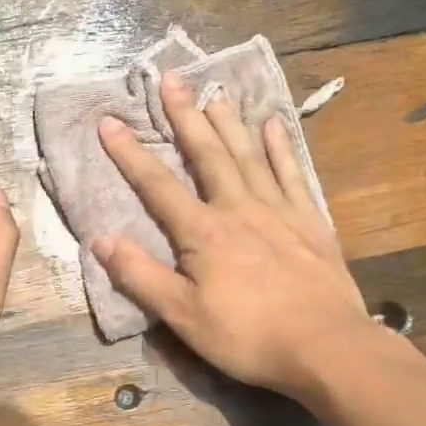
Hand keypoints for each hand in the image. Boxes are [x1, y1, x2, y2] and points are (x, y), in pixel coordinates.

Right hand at [93, 72, 379, 400]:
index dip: (130, 154)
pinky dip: (281, 148)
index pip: (158, 186)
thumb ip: (141, 276)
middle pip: (208, 154)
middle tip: (173, 79)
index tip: (109, 121)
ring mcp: (280, 211)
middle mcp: (240, 209)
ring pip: (249, 156)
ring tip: (216, 93)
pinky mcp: (311, 222)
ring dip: (230, 124)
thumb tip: (100, 239)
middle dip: (186, 117)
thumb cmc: (248, 336)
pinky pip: (292, 174)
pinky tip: (274, 126)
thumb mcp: (183, 316)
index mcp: (204, 232)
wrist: (325, 346)